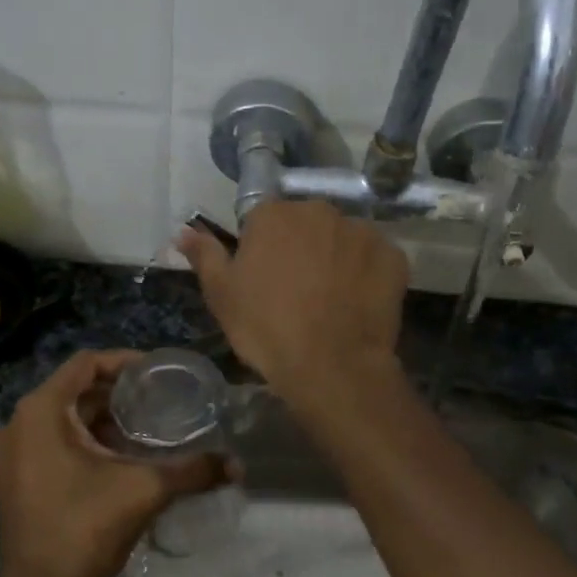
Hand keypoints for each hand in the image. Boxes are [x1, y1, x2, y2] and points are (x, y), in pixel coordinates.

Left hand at [0, 349, 222, 576]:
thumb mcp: (145, 490)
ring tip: (145, 428)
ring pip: (64, 418)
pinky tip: (119, 457)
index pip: (85, 363)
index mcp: (42, 411)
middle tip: (158, 399)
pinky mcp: (17, 478)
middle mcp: (20, 423)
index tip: (157, 372)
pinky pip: (53, 441)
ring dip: (102, 418)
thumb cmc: (85, 527)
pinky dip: (85, 440)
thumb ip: (192, 470)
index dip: (124, 361)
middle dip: (117, 393)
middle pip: (75, 390)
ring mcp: (14, 453)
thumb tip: (237, 464)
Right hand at [178, 201, 408, 409]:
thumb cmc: (266, 328)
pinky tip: (357, 303)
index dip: (261, 249)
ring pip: (342, 239)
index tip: (264, 279)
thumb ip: (204, 255)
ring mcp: (361, 231)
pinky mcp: (393, 256)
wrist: (331, 366)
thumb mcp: (221, 294)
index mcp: (275, 214)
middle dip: (301, 247)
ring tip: (330, 300)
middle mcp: (320, 210)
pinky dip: (366, 274)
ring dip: (335, 258)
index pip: (263, 219)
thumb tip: (183, 230)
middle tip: (297, 290)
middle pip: (306, 223)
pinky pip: (374, 258)